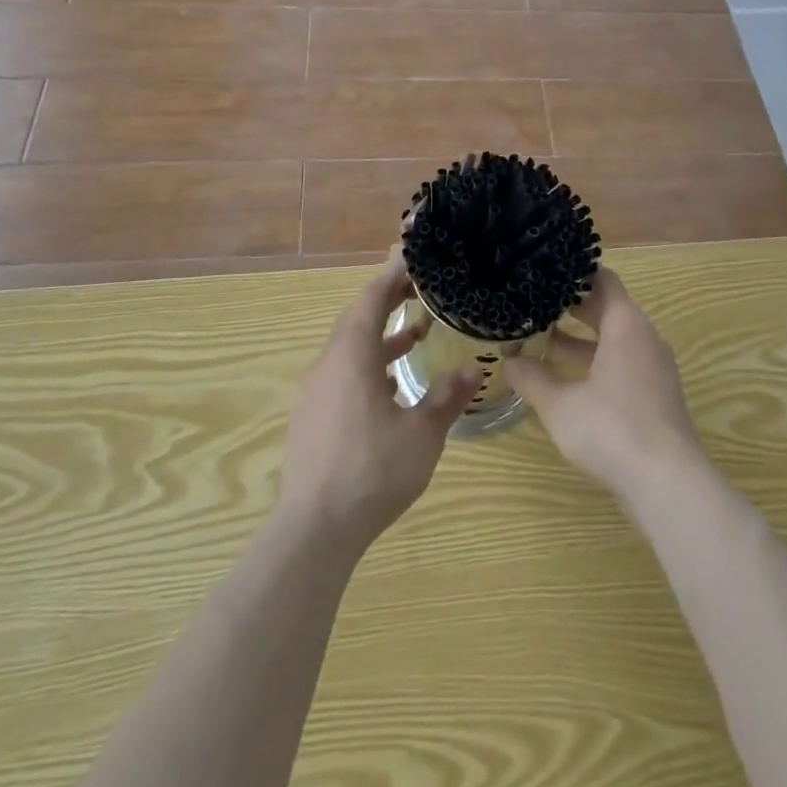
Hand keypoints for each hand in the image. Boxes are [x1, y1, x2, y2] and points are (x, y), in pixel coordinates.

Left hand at [276, 249, 479, 554]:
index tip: (414, 256)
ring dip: (380, 336)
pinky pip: (342, 374)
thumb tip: (474, 367)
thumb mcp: (421, 433)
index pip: (371, 298)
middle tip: (421, 288)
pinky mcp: (311, 417)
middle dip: (388, 300)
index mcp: (351, 356)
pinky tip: (391, 387)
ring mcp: (315, 392)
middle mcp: (328, 365)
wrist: (313, 530)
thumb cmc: (372, 471)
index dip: (392, 274)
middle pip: (357, 318)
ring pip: (349, 348)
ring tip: (416, 335)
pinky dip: (368, 365)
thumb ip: (447, 396)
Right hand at [506, 267, 704, 508]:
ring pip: (612, 339)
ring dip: (579, 339)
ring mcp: (652, 367)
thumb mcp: (560, 404)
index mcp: (626, 324)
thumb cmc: (612, 430)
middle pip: (606, 308)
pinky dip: (594, 361)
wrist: (668, 485)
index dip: (574, 273)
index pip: (602, 279)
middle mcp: (643, 337)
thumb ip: (531, 378)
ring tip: (539, 339)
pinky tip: (563, 378)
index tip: (544, 270)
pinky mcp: (654, 394)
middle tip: (532, 302)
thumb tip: (507, 361)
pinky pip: (621, 362)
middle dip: (570, 306)